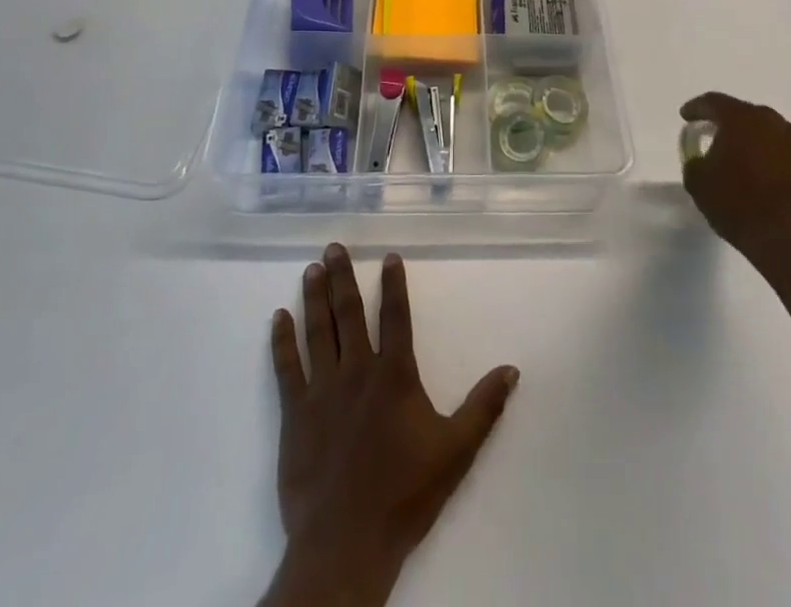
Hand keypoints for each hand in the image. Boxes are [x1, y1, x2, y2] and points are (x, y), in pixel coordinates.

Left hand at [262, 244, 518, 606]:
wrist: (347, 543)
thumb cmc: (404, 494)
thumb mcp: (456, 451)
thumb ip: (484, 407)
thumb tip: (511, 369)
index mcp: (395, 375)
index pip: (396, 316)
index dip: (394, 284)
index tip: (389, 256)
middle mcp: (357, 370)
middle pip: (349, 312)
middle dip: (342, 277)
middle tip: (333, 246)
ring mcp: (322, 390)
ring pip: (318, 331)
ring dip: (315, 297)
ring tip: (312, 268)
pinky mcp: (295, 413)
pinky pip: (287, 367)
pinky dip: (282, 340)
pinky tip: (279, 317)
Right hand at [680, 92, 790, 276]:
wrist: (788, 237)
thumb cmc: (737, 202)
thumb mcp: (699, 181)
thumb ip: (694, 162)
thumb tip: (701, 159)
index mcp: (741, 118)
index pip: (713, 102)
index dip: (696, 108)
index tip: (685, 117)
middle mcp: (769, 121)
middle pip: (739, 112)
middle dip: (721, 120)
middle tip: (706, 131)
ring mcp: (789, 142)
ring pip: (759, 130)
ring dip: (743, 137)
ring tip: (728, 151)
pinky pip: (772, 148)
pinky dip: (758, 153)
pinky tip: (748, 168)